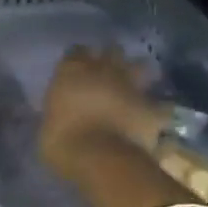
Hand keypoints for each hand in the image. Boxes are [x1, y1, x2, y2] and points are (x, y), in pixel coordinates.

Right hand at [38, 45, 171, 180]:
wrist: (97, 156)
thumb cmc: (60, 139)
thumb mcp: (48, 122)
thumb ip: (59, 109)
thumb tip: (63, 112)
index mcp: (72, 70)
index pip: (76, 51)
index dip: (78, 59)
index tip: (77, 70)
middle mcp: (103, 69)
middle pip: (113, 50)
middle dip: (112, 58)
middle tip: (108, 73)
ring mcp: (131, 86)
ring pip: (141, 67)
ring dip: (138, 74)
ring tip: (134, 87)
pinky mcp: (152, 107)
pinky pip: (159, 104)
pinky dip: (156, 110)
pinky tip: (153, 117)